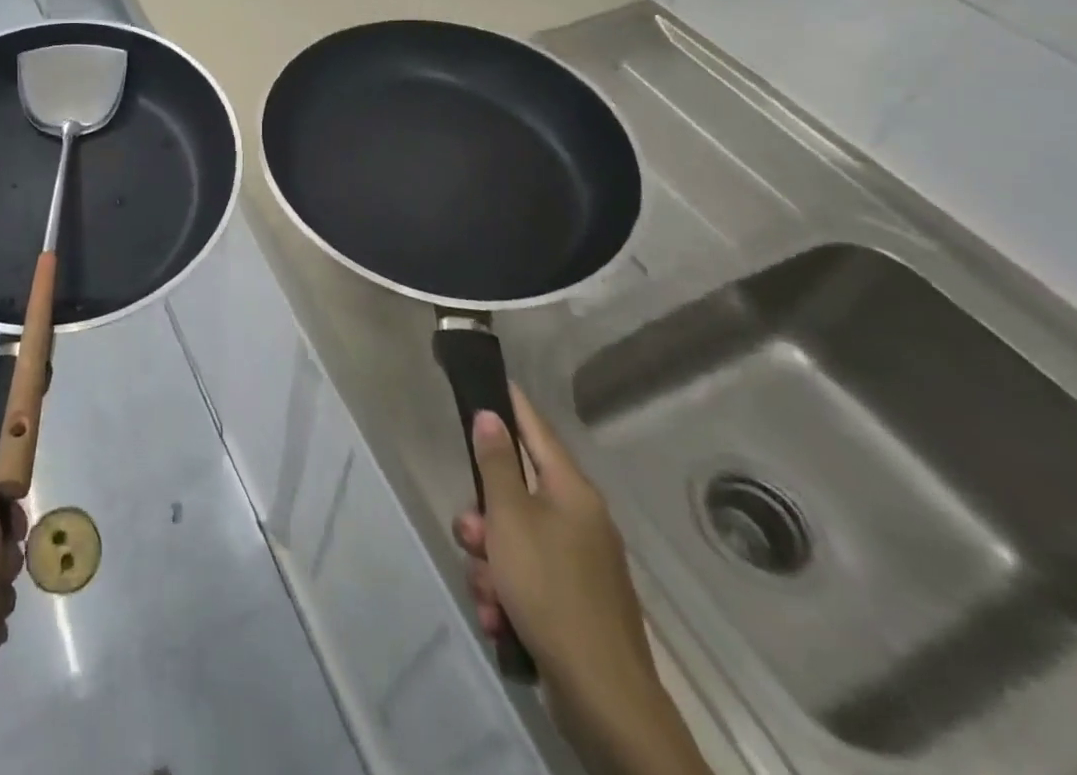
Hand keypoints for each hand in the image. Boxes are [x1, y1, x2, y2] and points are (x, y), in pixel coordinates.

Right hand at [455, 387, 710, 774]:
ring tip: (489, 593)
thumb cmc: (550, 589)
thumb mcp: (510, 518)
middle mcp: (579, 520)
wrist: (603, 697)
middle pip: (514, 493)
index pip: (536, 429)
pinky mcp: (572, 602)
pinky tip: (500, 617)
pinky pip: (524, 577)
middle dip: (483, 518)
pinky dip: (506, 593)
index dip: (512, 404)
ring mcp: (579, 564)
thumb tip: (491, 415)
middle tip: (472, 538)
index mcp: (572, 492)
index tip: (493, 379)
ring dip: (489, 563)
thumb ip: (496, 464)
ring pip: (512, 540)